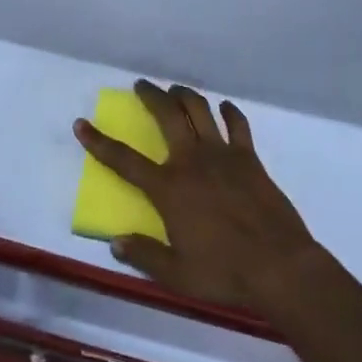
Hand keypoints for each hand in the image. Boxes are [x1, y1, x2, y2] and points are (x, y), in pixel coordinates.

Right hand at [74, 81, 320, 315]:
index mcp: (169, 188)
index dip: (99, 142)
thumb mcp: (177, 275)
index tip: (81, 123)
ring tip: (175, 90)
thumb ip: (144, 255)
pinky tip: (224, 108)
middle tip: (141, 85)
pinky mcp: (249, 157)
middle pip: (166, 115)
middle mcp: (191, 161)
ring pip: (199, 109)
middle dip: (151, 95)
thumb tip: (115, 241)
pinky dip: (229, 112)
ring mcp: (222, 154)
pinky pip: (237, 124)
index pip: (125, 160)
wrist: (280, 266)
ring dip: (184, 95)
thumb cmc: (225, 273)